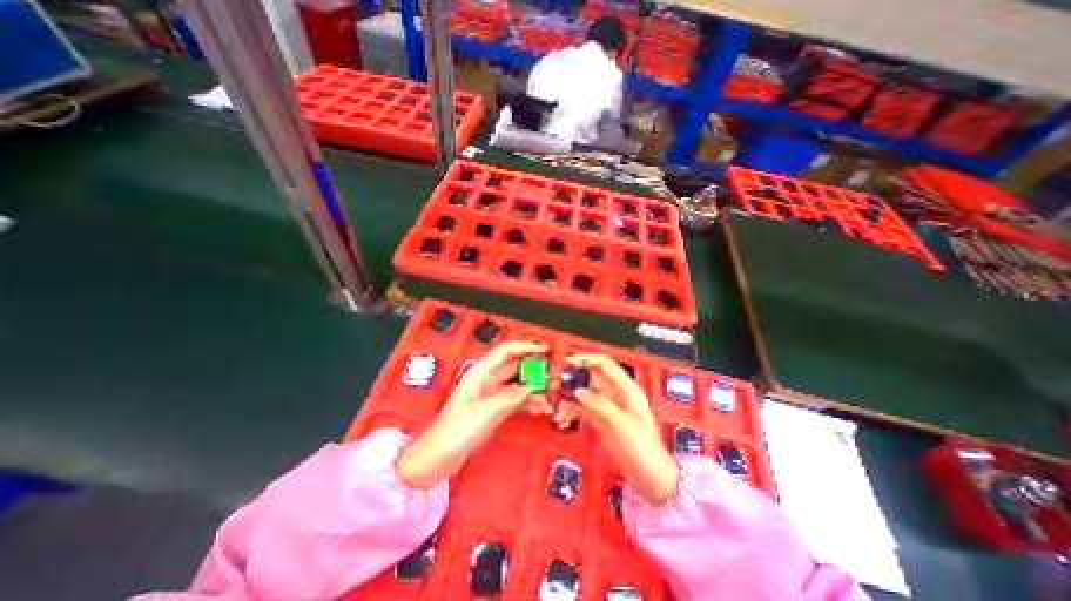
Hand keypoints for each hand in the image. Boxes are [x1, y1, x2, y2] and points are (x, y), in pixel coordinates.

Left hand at [395, 342, 551, 486]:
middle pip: (514, 367)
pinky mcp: (494, 409)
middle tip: (554, 377)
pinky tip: (539, 410)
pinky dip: (527, 403)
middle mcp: (488, 380)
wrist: (439, 457)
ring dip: (533, 390)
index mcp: (481, 373)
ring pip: (517, 385)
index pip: (506, 351)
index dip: (525, 347)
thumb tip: (532, 387)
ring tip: (549, 399)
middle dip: (534, 370)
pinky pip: (515, 400)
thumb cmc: (458, 429)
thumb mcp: (487, 411)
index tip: (545, 350)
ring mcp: (492, 395)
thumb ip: (512, 396)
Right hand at [568, 351, 675, 506]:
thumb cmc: (643, 448)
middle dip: (573, 380)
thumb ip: (600, 405)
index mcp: (626, 389)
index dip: (586, 359)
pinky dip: (573, 413)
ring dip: (570, 399)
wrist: (653, 481)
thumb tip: (577, 390)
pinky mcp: (601, 423)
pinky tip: (562, 419)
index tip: (567, 362)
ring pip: (585, 395)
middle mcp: (616, 394)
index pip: (605, 365)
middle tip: (554, 387)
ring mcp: (608, 409)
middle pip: (591, 379)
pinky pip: (584, 411)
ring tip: (556, 408)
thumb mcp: (623, 425)